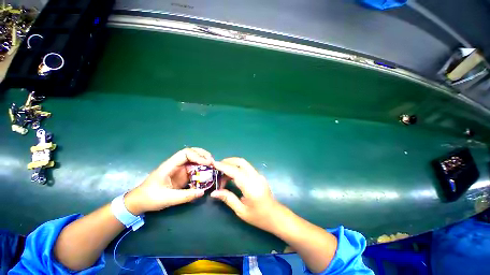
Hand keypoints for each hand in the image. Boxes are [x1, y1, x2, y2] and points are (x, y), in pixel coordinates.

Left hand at [124, 148, 213, 214]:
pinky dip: (202, 169)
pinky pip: (194, 168)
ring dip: (204, 160)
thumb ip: (185, 195)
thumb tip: (203, 191)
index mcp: (169, 166)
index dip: (198, 156)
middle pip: (191, 152)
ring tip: (213, 165)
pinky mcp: (181, 174)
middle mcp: (175, 164)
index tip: (207, 163)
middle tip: (212, 161)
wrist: (139, 202)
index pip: (185, 154)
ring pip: (194, 159)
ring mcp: (179, 169)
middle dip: (203, 154)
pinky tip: (207, 173)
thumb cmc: (149, 198)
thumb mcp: (167, 199)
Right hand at [211, 157, 282, 231]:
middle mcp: (255, 177)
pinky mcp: (259, 175)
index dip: (224, 166)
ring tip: (222, 175)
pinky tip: (231, 176)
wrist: (275, 215)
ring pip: (244, 164)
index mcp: (251, 187)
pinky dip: (237, 168)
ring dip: (232, 165)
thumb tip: (214, 192)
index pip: (235, 172)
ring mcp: (258, 175)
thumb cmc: (258, 217)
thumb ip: (228, 198)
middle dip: (228, 161)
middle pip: (241, 162)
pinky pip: (246, 168)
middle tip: (217, 167)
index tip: (214, 163)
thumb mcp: (241, 211)